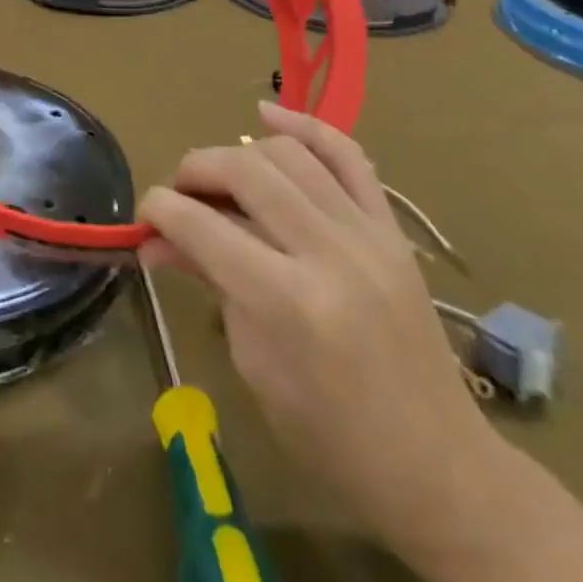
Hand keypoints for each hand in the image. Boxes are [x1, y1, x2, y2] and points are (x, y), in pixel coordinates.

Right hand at [141, 102, 499, 550]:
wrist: (438, 466)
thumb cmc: (331, 435)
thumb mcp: (253, 363)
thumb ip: (210, 281)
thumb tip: (157, 239)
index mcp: (288, 302)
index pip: (201, 226)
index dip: (159, 209)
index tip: (144, 215)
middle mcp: (329, 253)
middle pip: (243, 172)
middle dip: (194, 170)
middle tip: (178, 194)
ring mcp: (367, 234)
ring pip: (287, 153)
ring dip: (238, 153)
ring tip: (220, 178)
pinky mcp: (391, 229)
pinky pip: (347, 155)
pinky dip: (305, 126)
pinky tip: (267, 114)